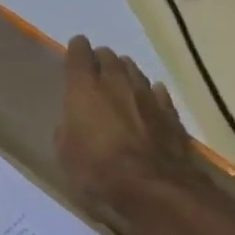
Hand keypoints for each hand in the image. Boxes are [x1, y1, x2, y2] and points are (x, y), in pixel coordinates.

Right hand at [55, 34, 224, 222]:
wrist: (151, 185)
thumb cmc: (97, 169)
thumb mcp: (65, 153)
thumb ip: (67, 130)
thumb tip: (72, 124)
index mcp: (84, 89)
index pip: (79, 54)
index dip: (76, 49)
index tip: (75, 48)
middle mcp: (116, 83)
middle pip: (109, 58)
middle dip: (101, 59)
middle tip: (95, 68)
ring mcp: (147, 95)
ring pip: (134, 71)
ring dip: (125, 71)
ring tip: (120, 79)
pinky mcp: (169, 112)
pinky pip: (158, 92)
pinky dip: (150, 92)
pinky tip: (150, 95)